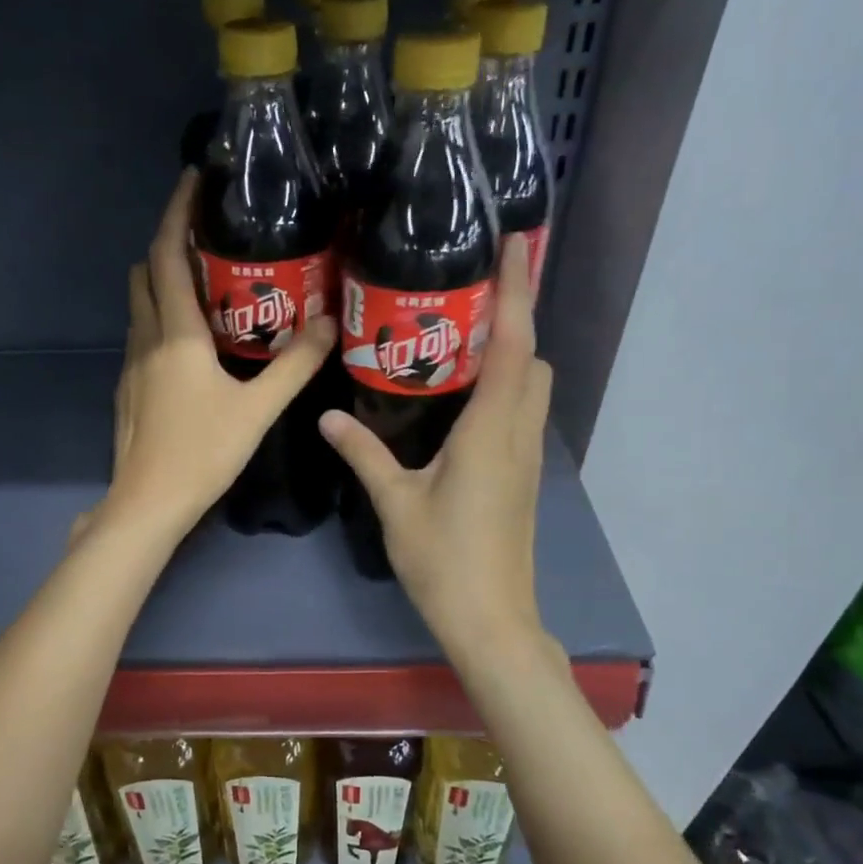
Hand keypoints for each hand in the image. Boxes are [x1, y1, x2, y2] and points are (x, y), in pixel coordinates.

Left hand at [84, 169, 335, 544]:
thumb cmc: (202, 453)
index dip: (176, 212)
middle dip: (169, 244)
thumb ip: (295, 365)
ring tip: (206, 282)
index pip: (166, 255)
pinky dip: (161, 318)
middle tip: (209, 235)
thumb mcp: (258, 409)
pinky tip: (192, 342)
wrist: (147, 504)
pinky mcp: (128, 390)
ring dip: (162, 282)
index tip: (193, 179)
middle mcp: (145, 339)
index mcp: (175, 334)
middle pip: (145, 273)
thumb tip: (329, 323)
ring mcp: (130, 366)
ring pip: (139, 305)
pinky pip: (141, 335)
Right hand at [319, 236, 553, 667]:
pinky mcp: (523, 478)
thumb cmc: (444, 560)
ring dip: (512, 356)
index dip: (518, 290)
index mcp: (491, 430)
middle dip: (513, 321)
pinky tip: (462, 399)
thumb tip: (328, 415)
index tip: (519, 243)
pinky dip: (505, 389)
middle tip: (466, 300)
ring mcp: (527, 458)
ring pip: (533, 387)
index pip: (514, 344)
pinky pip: (521, 414)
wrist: (491, 620)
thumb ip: (364, 453)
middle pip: (534, 359)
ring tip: (459, 342)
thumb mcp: (396, 502)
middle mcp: (518, 434)